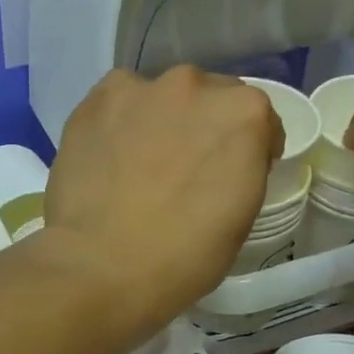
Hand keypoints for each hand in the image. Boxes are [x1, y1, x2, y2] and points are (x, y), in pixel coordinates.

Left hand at [41, 67, 281, 327]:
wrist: (102, 268)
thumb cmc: (185, 256)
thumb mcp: (242, 217)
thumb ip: (242, 170)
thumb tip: (222, 163)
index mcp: (244, 113)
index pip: (259, 120)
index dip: (251, 148)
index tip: (234, 174)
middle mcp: (195, 85)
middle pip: (209, 98)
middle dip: (205, 127)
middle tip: (187, 169)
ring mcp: (140, 88)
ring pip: (162, 98)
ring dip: (162, 120)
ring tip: (142, 163)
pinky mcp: (95, 100)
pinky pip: (118, 103)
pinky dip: (120, 123)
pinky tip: (109, 158)